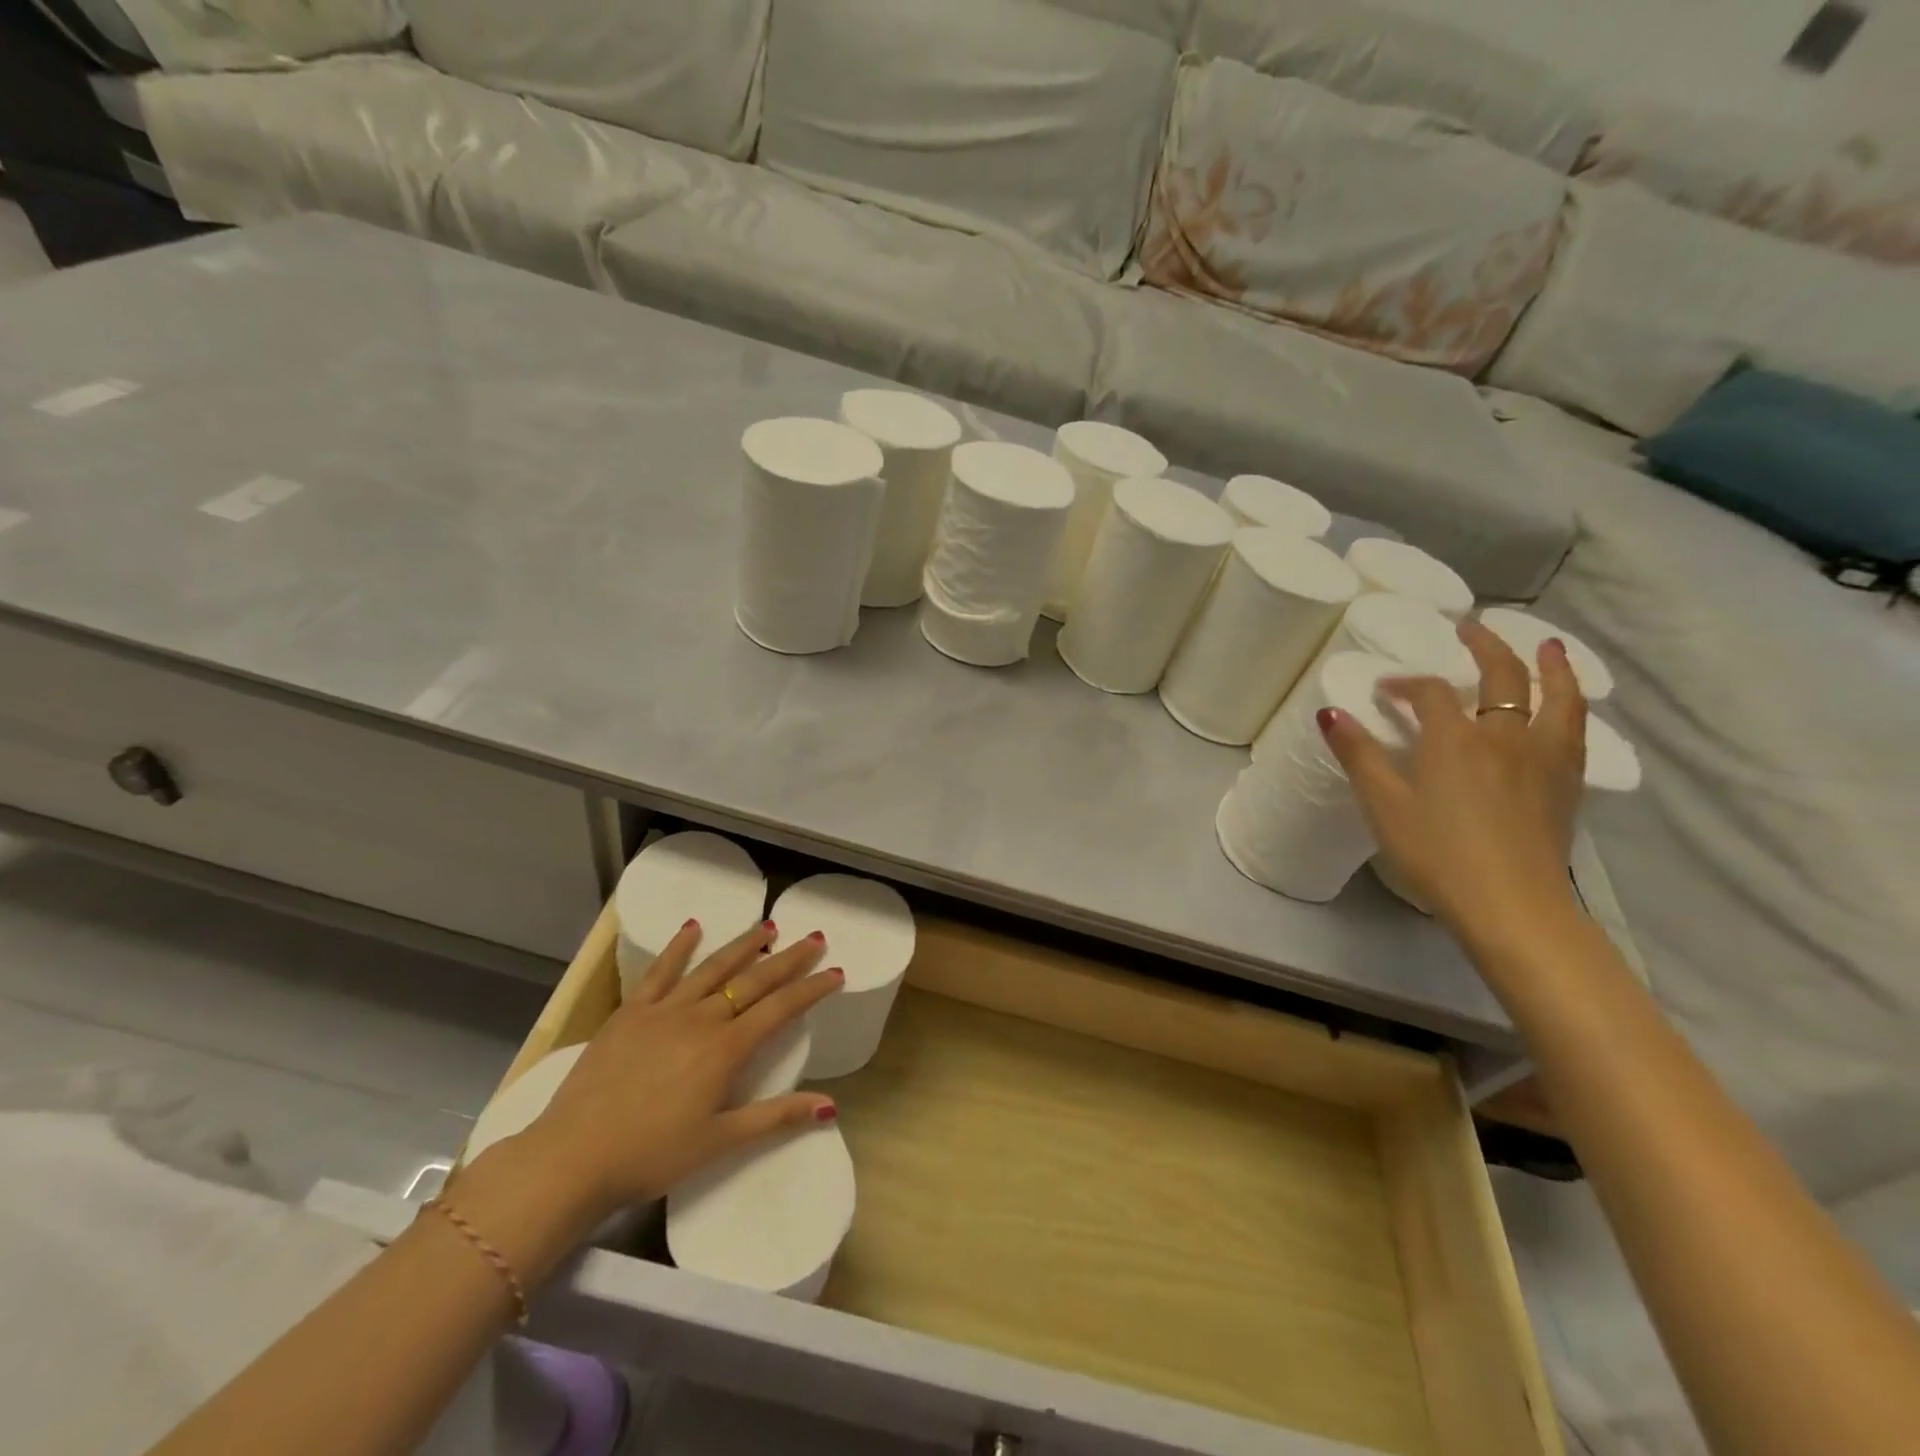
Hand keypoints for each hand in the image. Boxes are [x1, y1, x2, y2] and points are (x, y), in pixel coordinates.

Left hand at [504, 919, 842, 1224]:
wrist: (571, 1158)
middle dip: (787, 959)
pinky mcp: (630, 1013)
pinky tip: (693, 928)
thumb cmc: (650, 1156)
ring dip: (743, 946)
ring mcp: (663, 1011)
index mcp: (725, 1050)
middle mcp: (700, 1020)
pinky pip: (660, 972)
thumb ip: (775, 1118)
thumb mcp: (718, 1142)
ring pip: (712, 969)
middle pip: (752, 981)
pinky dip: (678, 948)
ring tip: (767, 926)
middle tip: (813, 937)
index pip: (779, 1010)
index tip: (835, 971)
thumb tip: (829, 1106)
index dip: (810, 989)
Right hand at [1320, 619, 1586, 944]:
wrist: (1510, 905)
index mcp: (1454, 739)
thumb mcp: (1383, 805)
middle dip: (1484, 647)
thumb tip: (1330, 713)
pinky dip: (1570, 704)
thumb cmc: (1436, 853)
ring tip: (1549, 647)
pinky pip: (1574, 728)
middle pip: (1502, 677)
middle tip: (1471, 628)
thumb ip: (1358, 755)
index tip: (1385, 691)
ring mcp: (1542, 758)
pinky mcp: (1565, 783)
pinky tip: (1566, 707)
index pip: (1429, 692)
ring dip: (1551, 666)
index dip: (1405, 684)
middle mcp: (1503, 736)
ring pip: (1556, 697)